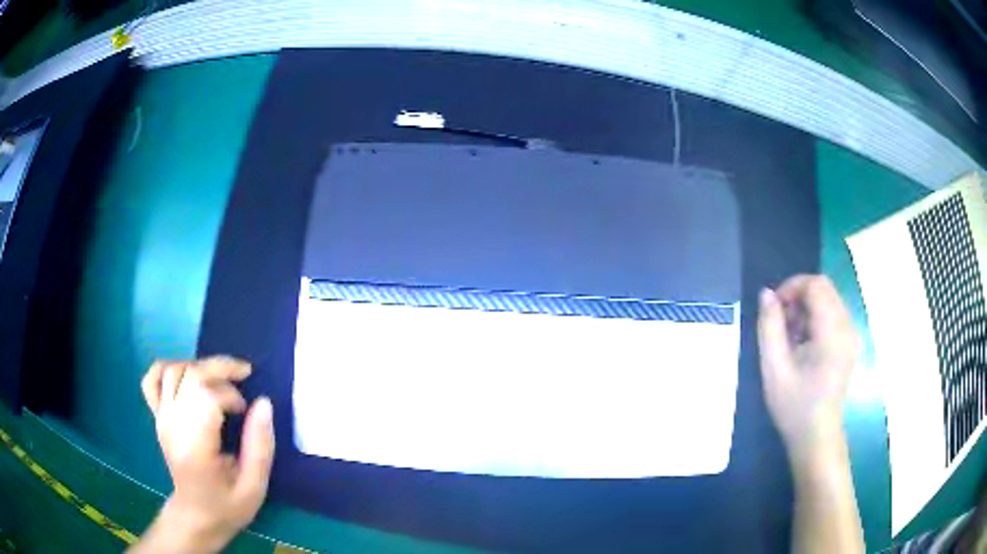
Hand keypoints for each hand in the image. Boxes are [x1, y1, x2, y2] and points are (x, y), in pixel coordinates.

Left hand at [137, 357, 274, 552]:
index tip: (247, 413)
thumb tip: (264, 404)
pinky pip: (152, 379)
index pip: (206, 397)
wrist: (195, 516)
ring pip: (174, 370)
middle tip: (245, 374)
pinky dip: (168, 367)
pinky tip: (187, 375)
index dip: (232, 395)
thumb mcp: (254, 487)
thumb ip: (260, 447)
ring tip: (221, 378)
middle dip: (221, 367)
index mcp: (194, 446)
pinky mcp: (157, 415)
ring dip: (200, 365)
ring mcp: (161, 418)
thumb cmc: (227, 506)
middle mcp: (172, 425)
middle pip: (191, 375)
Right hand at [757, 275, 859, 458]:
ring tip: (791, 337)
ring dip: (806, 308)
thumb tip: (767, 294)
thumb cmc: (794, 406)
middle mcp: (847, 327)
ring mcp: (851, 335)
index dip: (792, 287)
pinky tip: (804, 344)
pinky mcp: (849, 343)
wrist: (816, 437)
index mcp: (832, 332)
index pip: (816, 284)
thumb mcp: (774, 368)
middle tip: (780, 324)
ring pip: (828, 299)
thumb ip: (769, 327)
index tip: (774, 309)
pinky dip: (815, 319)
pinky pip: (832, 314)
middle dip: (798, 297)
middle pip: (823, 288)